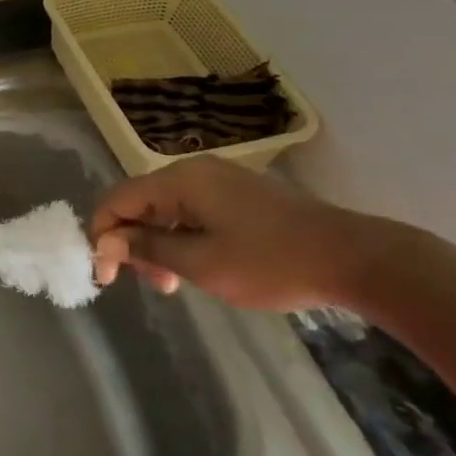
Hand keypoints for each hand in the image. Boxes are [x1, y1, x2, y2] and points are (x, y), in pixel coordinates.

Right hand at [88, 156, 398, 312]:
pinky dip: (181, 237)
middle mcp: (193, 170)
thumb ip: (147, 248)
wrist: (353, 258)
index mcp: (179, 180)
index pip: (117, 199)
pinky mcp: (239, 194)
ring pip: (165, 208)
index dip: (102, 236)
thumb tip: (106, 242)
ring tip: (171, 283)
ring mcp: (219, 180)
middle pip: (140, 202)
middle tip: (147, 284)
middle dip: (132, 242)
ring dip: (157, 243)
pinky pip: (191, 210)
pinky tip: (195, 265)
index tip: (106, 277)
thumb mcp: (201, 263)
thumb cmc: (270, 263)